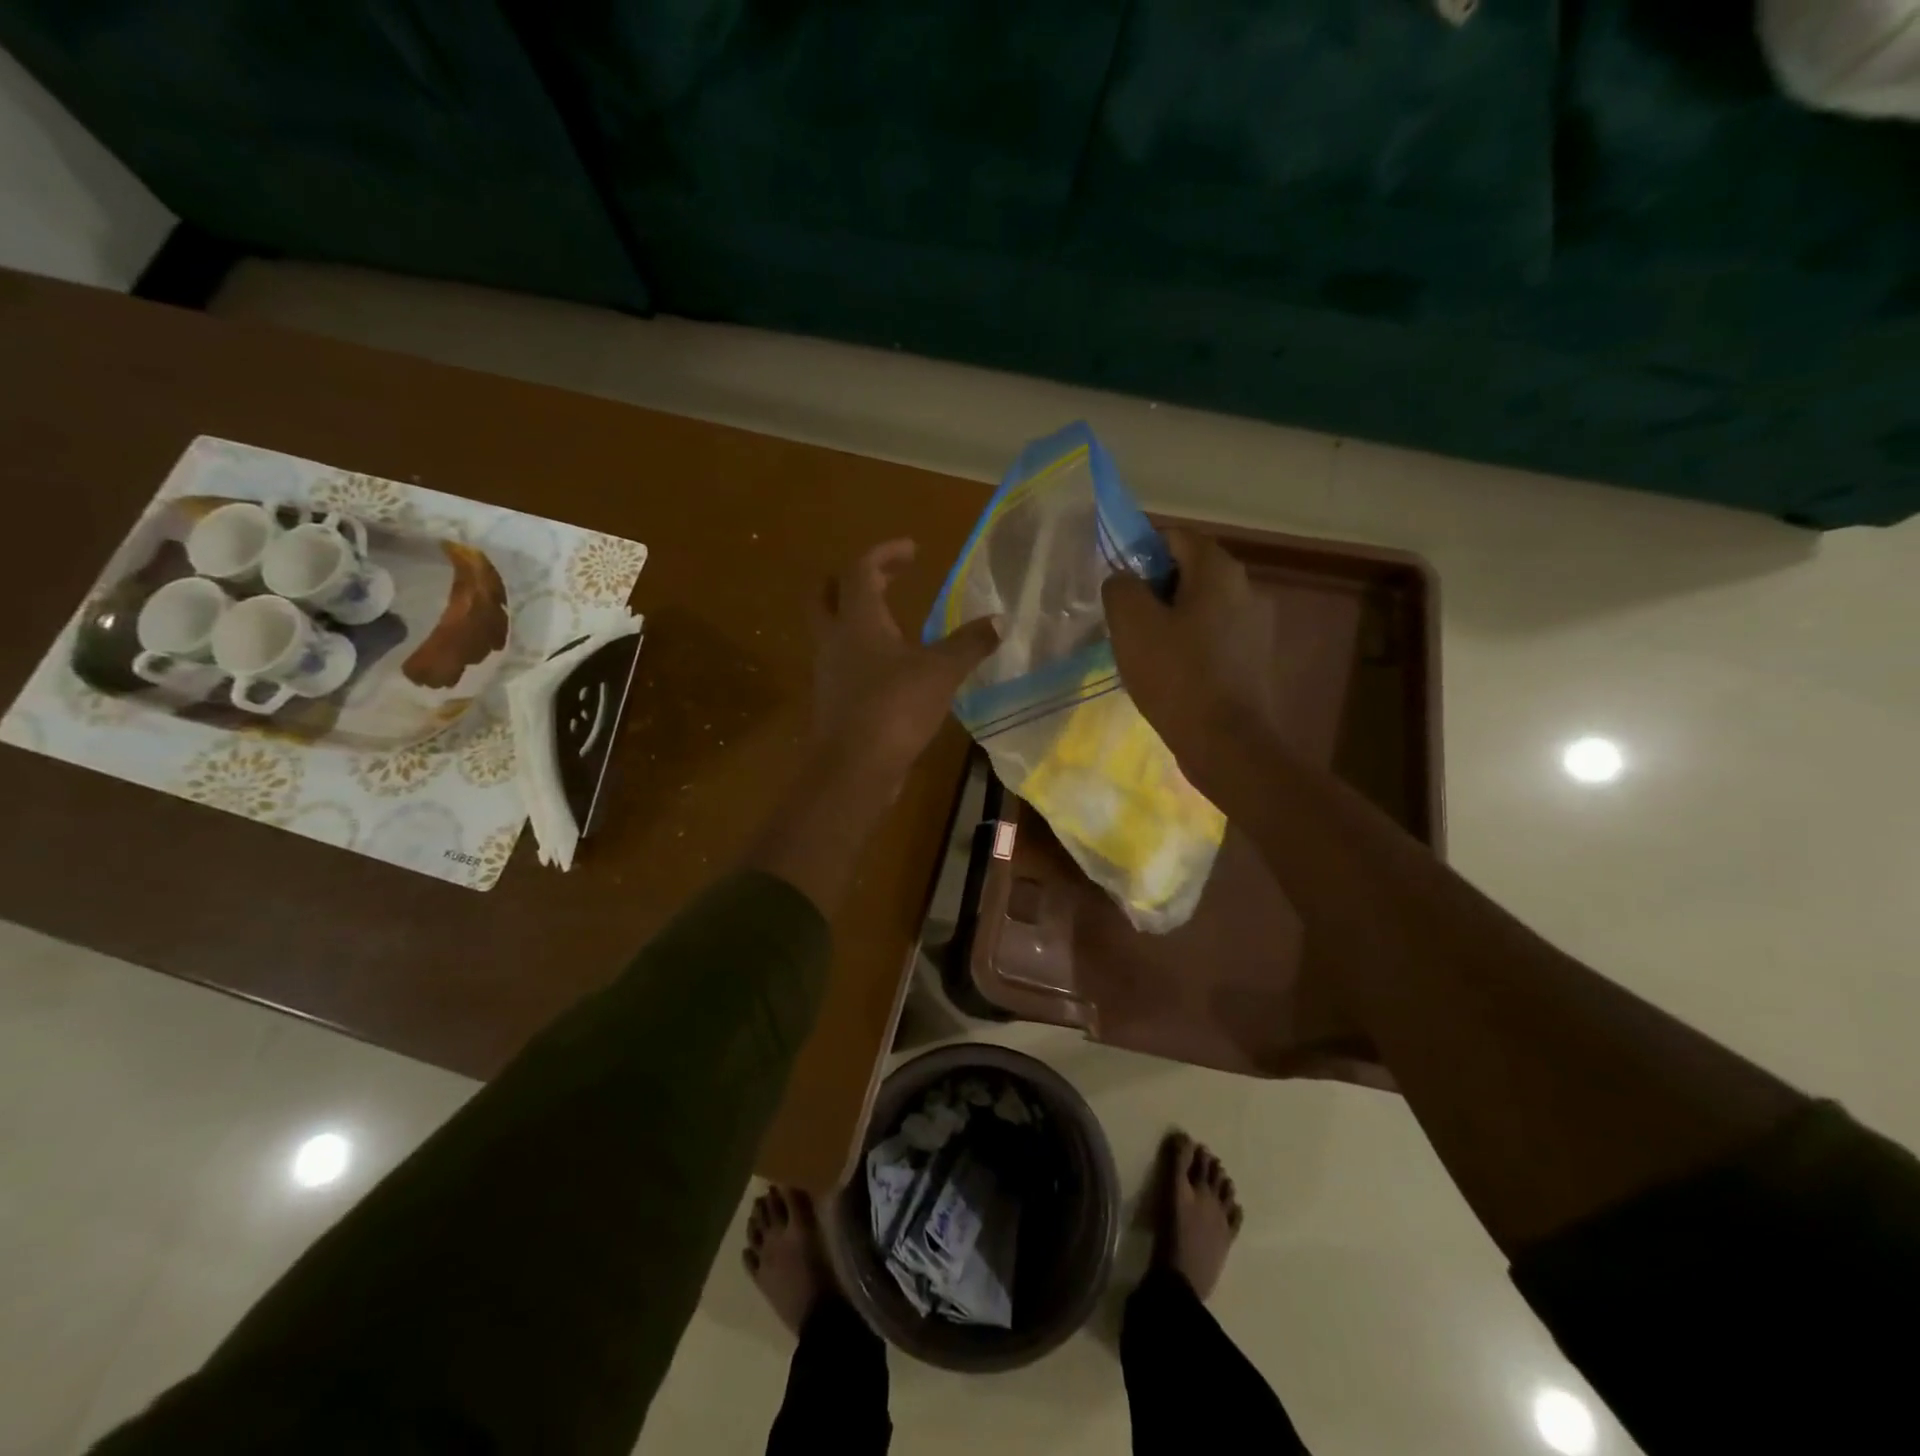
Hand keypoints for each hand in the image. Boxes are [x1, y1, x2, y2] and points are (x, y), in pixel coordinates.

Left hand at [811, 539, 999, 786]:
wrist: (853, 769)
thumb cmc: (894, 708)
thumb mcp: (941, 672)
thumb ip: (969, 644)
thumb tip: (1000, 620)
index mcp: (857, 621)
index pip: (862, 570)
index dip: (885, 554)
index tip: (912, 550)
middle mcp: (835, 640)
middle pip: (826, 594)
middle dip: (851, 579)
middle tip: (882, 578)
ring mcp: (829, 672)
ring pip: (833, 631)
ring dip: (857, 619)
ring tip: (894, 623)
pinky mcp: (834, 701)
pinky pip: (845, 664)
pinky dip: (864, 654)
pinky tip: (892, 669)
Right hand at [1101, 529, 1275, 800]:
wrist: (1225, 743)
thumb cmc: (1176, 676)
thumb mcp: (1131, 625)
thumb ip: (1121, 588)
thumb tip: (1124, 580)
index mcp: (1219, 570)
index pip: (1174, 536)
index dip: (1140, 553)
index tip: (1119, 588)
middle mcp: (1247, 588)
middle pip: (1189, 571)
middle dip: (1154, 590)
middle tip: (1127, 623)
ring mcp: (1256, 625)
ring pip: (1201, 607)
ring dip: (1171, 620)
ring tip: (1146, 653)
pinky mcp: (1256, 659)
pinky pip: (1214, 637)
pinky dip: (1190, 645)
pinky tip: (1172, 674)